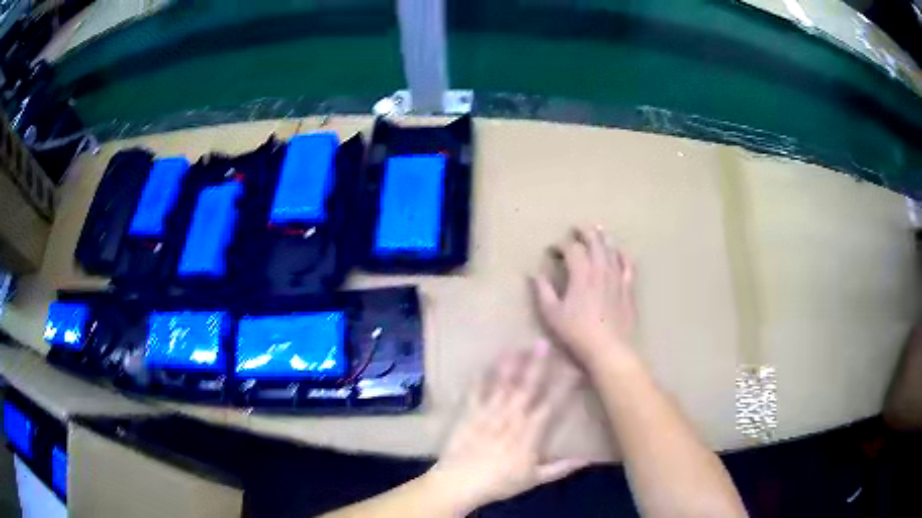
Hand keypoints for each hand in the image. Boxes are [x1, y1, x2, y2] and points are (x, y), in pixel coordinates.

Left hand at [426, 343, 584, 512]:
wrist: (461, 482)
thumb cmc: (500, 483)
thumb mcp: (535, 479)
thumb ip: (561, 468)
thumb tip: (587, 459)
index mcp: (529, 432)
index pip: (551, 404)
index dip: (564, 387)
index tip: (575, 369)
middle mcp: (511, 417)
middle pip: (527, 387)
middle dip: (537, 364)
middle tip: (543, 343)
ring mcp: (489, 413)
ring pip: (502, 384)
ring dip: (510, 365)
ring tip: (516, 347)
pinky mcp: (469, 414)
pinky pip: (475, 392)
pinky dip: (479, 379)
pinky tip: (482, 364)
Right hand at [532, 227, 636, 364]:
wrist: (608, 348)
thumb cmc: (577, 332)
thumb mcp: (552, 314)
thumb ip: (543, 291)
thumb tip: (534, 274)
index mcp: (581, 274)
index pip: (572, 250)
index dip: (561, 246)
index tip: (553, 250)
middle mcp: (600, 270)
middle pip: (595, 243)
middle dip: (586, 233)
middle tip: (578, 228)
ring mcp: (617, 278)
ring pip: (612, 251)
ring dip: (604, 239)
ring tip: (599, 230)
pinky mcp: (628, 288)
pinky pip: (628, 266)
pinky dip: (623, 256)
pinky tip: (621, 252)